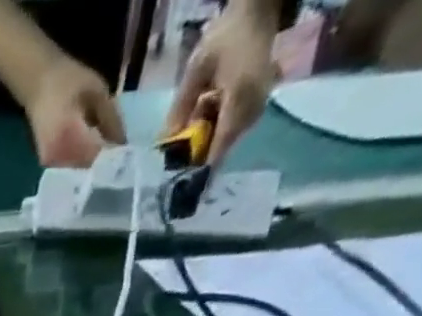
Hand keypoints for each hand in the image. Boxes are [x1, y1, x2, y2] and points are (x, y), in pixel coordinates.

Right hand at [25, 55, 126, 167]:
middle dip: (106, 164)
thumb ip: (111, 119)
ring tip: (111, 157)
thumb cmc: (68, 80)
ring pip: (80, 171)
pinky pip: (71, 168)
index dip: (115, 159)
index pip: (97, 158)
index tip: (131, 157)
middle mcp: (58, 157)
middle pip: (88, 169)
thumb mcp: (98, 92)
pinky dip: (84, 163)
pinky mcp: (50, 165)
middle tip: (124, 159)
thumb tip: (123, 144)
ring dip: (95, 165)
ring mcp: (51, 164)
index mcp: (69, 138)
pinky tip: (94, 154)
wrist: (38, 83)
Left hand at [165, 3, 279, 163]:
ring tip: (190, 127)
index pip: (218, 150)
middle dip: (196, 158)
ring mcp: (258, 109)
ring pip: (224, 141)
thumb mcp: (196, 70)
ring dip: (204, 142)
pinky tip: (204, 114)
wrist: (257, 13)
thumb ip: (180, 109)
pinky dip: (213, 130)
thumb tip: (164, 145)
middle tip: (172, 163)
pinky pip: (230, 130)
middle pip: (220, 149)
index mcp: (240, 100)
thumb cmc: (225, 37)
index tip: (179, 192)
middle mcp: (253, 110)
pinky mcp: (256, 108)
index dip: (198, 173)